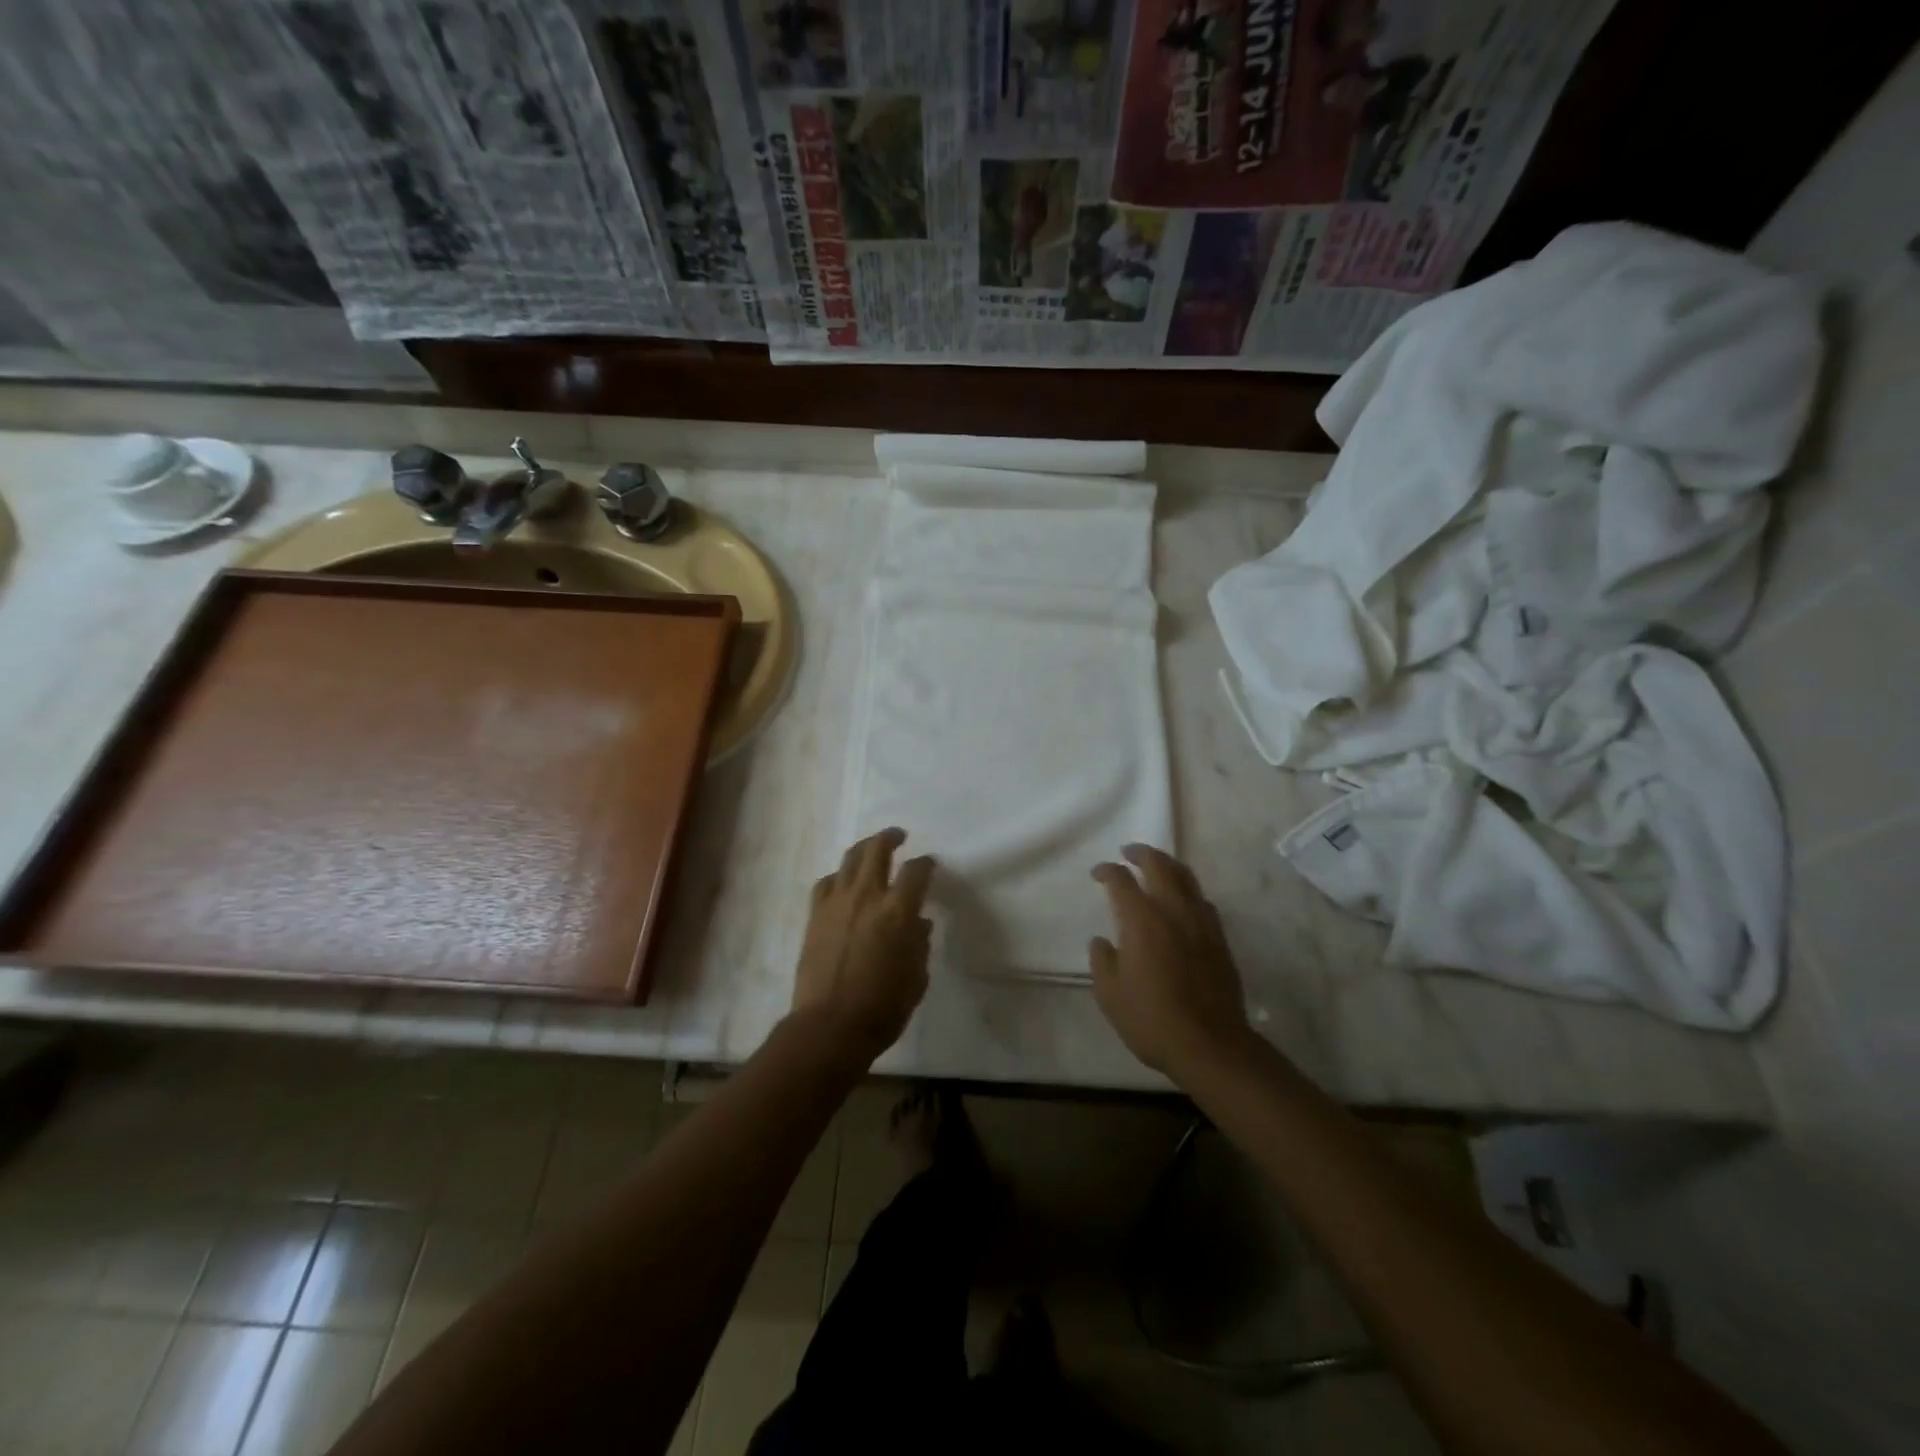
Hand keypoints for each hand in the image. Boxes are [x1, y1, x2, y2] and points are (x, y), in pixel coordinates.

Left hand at [790, 828, 935, 1062]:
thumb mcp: (917, 977)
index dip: (926, 863)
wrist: (829, 1026)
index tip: (929, 864)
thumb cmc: (883, 1007)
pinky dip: (838, 877)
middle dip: (890, 837)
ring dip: (863, 849)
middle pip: (877, 849)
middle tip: (898, 836)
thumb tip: (917, 923)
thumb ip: (919, 943)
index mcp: (898, 910)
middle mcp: (867, 896)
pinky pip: (827, 883)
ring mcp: (836, 902)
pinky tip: (843, 883)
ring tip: (871, 850)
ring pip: (849, 859)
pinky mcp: (814, 915)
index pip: (916, 871)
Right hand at [1089, 844, 1250, 1078]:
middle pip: (1159, 866)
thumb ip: (1102, 960)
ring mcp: (1201, 923)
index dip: (1107, 871)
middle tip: (1128, 852)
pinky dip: (1187, 889)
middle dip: (1141, 853)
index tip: (1098, 873)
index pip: (1122, 881)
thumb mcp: (1110, 994)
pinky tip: (1182, 900)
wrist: (1210, 1045)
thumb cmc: (1151, 1019)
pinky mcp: (1219, 939)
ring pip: (1186, 877)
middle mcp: (1173, 911)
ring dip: (1168, 865)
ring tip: (1156, 865)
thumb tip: (1103, 941)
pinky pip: (1202, 900)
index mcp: (1142, 921)